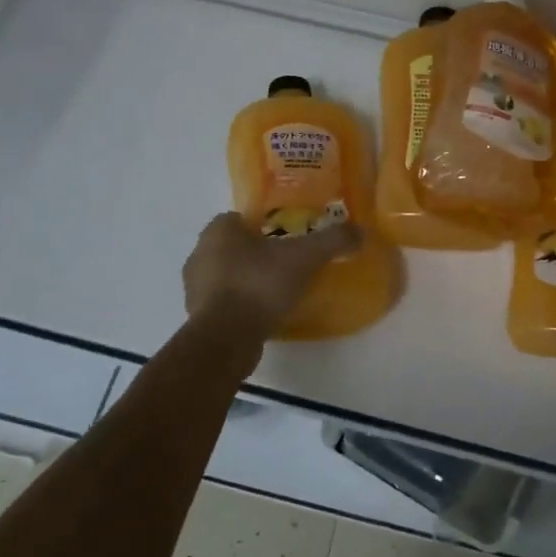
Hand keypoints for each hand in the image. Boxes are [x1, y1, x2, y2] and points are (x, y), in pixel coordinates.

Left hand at [182, 212, 361, 338]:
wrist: (226, 338)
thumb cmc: (259, 284)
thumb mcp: (304, 257)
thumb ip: (332, 241)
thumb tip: (361, 231)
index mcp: (218, 231)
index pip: (238, 218)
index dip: (262, 225)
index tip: (285, 237)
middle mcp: (199, 253)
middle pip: (232, 246)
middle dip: (255, 252)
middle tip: (285, 262)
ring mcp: (194, 288)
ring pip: (225, 275)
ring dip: (246, 279)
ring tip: (276, 290)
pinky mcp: (197, 317)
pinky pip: (223, 302)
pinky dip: (240, 304)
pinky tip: (263, 313)